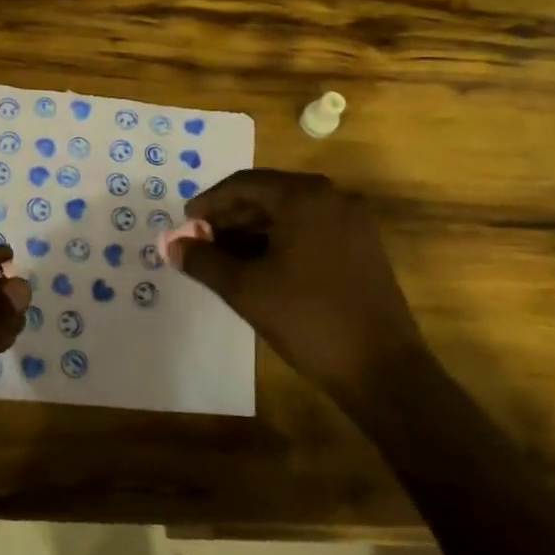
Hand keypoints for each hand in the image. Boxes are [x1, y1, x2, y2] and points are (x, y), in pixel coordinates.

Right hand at [178, 170, 422, 397]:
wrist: (382, 370)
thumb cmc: (308, 319)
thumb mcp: (246, 289)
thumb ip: (203, 261)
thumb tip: (172, 245)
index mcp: (305, 197)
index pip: (244, 184)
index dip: (209, 203)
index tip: (185, 225)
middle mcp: (332, 198)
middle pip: (268, 195)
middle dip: (230, 218)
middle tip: (201, 243)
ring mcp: (352, 222)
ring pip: (289, 214)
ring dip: (253, 231)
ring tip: (223, 259)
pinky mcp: (362, 247)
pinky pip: (310, 230)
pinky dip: (280, 242)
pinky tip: (259, 268)